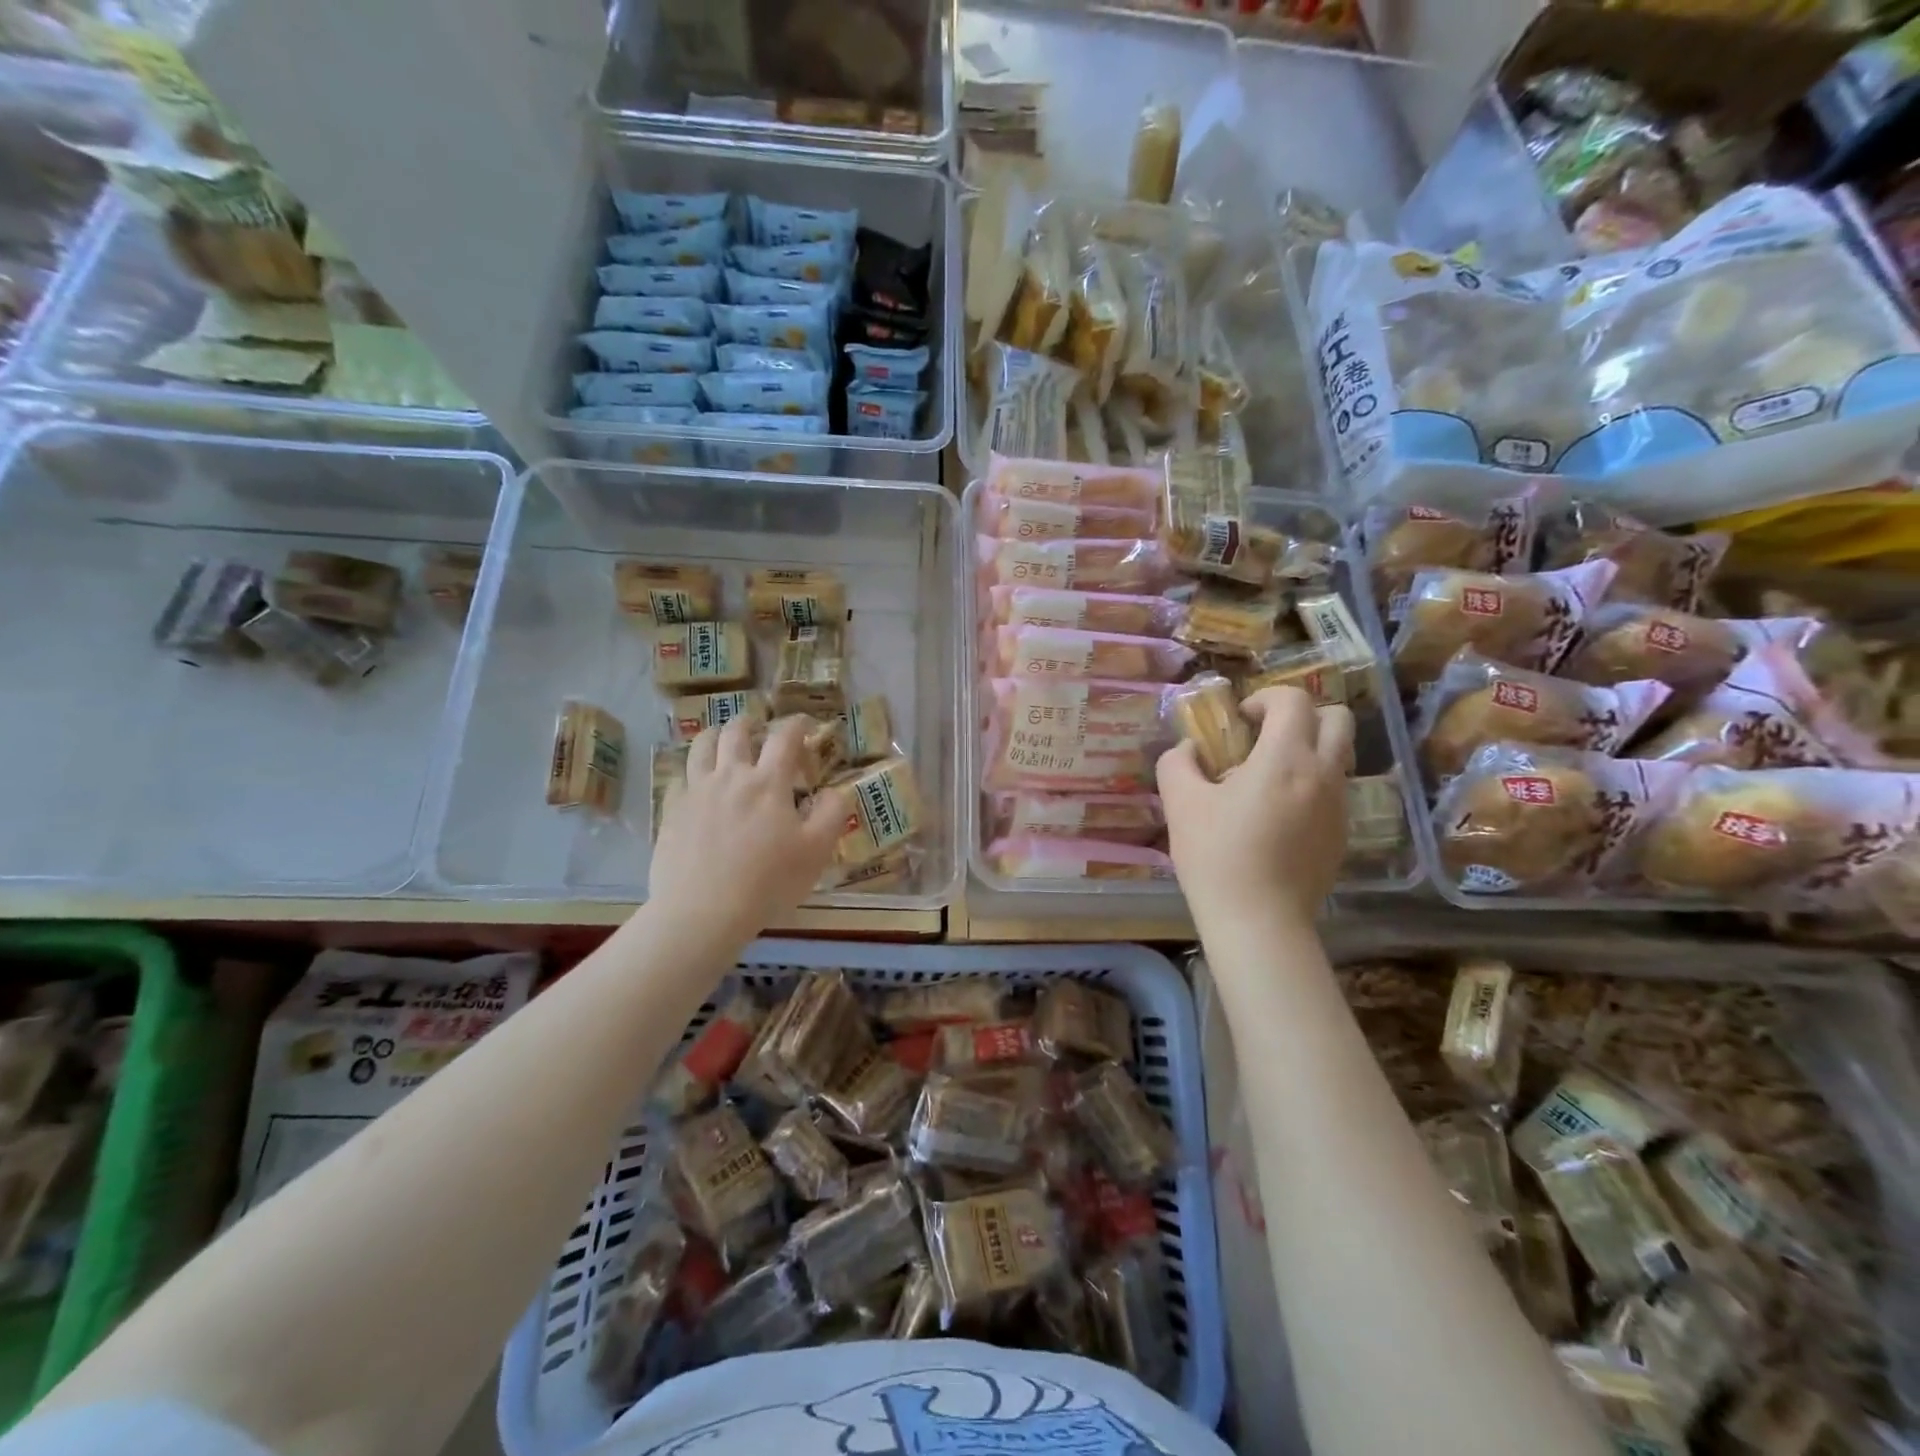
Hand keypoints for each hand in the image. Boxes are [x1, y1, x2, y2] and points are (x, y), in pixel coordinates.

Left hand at [648, 717, 850, 944]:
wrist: (702, 912)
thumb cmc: (767, 882)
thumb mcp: (816, 852)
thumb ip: (832, 814)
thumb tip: (836, 791)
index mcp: (769, 782)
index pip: (784, 737)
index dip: (796, 724)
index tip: (803, 724)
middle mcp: (730, 776)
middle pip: (736, 732)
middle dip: (750, 724)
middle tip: (758, 730)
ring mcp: (696, 791)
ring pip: (701, 746)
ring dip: (715, 736)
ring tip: (722, 741)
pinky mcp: (672, 811)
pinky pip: (679, 778)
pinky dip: (691, 772)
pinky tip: (696, 784)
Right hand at [1157, 686, 1353, 926]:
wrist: (1258, 920)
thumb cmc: (1216, 855)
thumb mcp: (1180, 803)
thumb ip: (1178, 763)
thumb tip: (1188, 749)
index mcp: (1285, 758)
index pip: (1293, 700)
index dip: (1265, 699)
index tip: (1240, 721)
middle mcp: (1322, 773)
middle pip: (1337, 718)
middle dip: (1302, 715)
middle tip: (1265, 737)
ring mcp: (1338, 805)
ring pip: (1339, 755)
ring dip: (1309, 750)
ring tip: (1268, 779)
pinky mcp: (1342, 834)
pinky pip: (1334, 790)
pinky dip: (1311, 785)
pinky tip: (1278, 816)